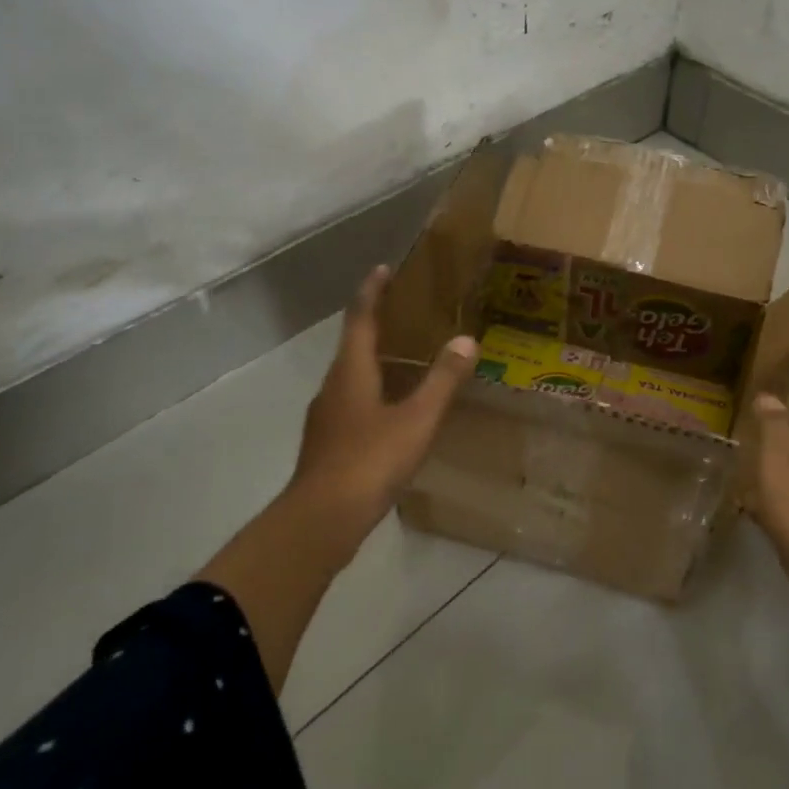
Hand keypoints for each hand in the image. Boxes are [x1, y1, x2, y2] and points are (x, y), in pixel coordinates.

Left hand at [287, 266, 476, 549]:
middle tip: (406, 311)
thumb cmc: (370, 461)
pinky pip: (354, 402)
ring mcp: (327, 416)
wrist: (322, 519)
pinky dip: (374, 391)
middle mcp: (334, 386)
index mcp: (351, 371)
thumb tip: (465, 340)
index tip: (383, 268)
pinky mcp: (329, 442)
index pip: (360, 318)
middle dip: (376, 323)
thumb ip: (442, 380)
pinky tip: (394, 409)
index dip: (372, 291)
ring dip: (375, 358)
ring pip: (352, 375)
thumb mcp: (416, 420)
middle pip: (353, 344)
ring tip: (406, 357)